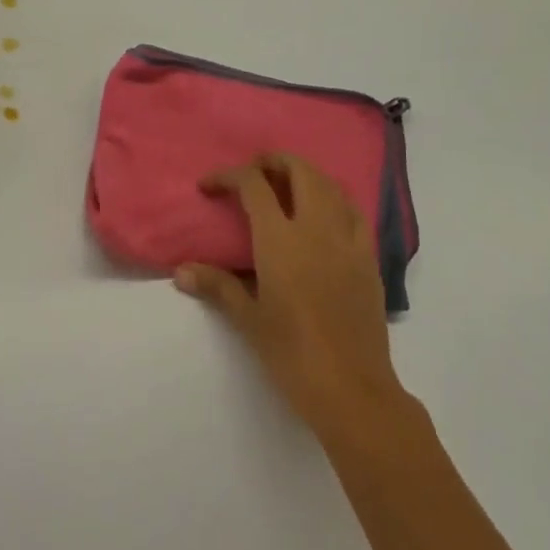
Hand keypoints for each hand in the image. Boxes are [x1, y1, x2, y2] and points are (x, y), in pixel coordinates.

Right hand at [176, 153, 406, 435]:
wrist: (352, 388)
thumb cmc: (292, 354)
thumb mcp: (249, 319)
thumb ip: (217, 286)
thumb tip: (181, 272)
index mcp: (281, 239)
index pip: (253, 185)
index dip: (228, 176)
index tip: (209, 186)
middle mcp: (316, 227)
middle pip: (298, 170)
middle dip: (272, 161)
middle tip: (252, 174)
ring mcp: (347, 239)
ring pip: (329, 184)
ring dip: (304, 175)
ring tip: (285, 187)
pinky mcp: (368, 257)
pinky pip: (352, 210)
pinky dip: (333, 198)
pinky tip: (324, 215)